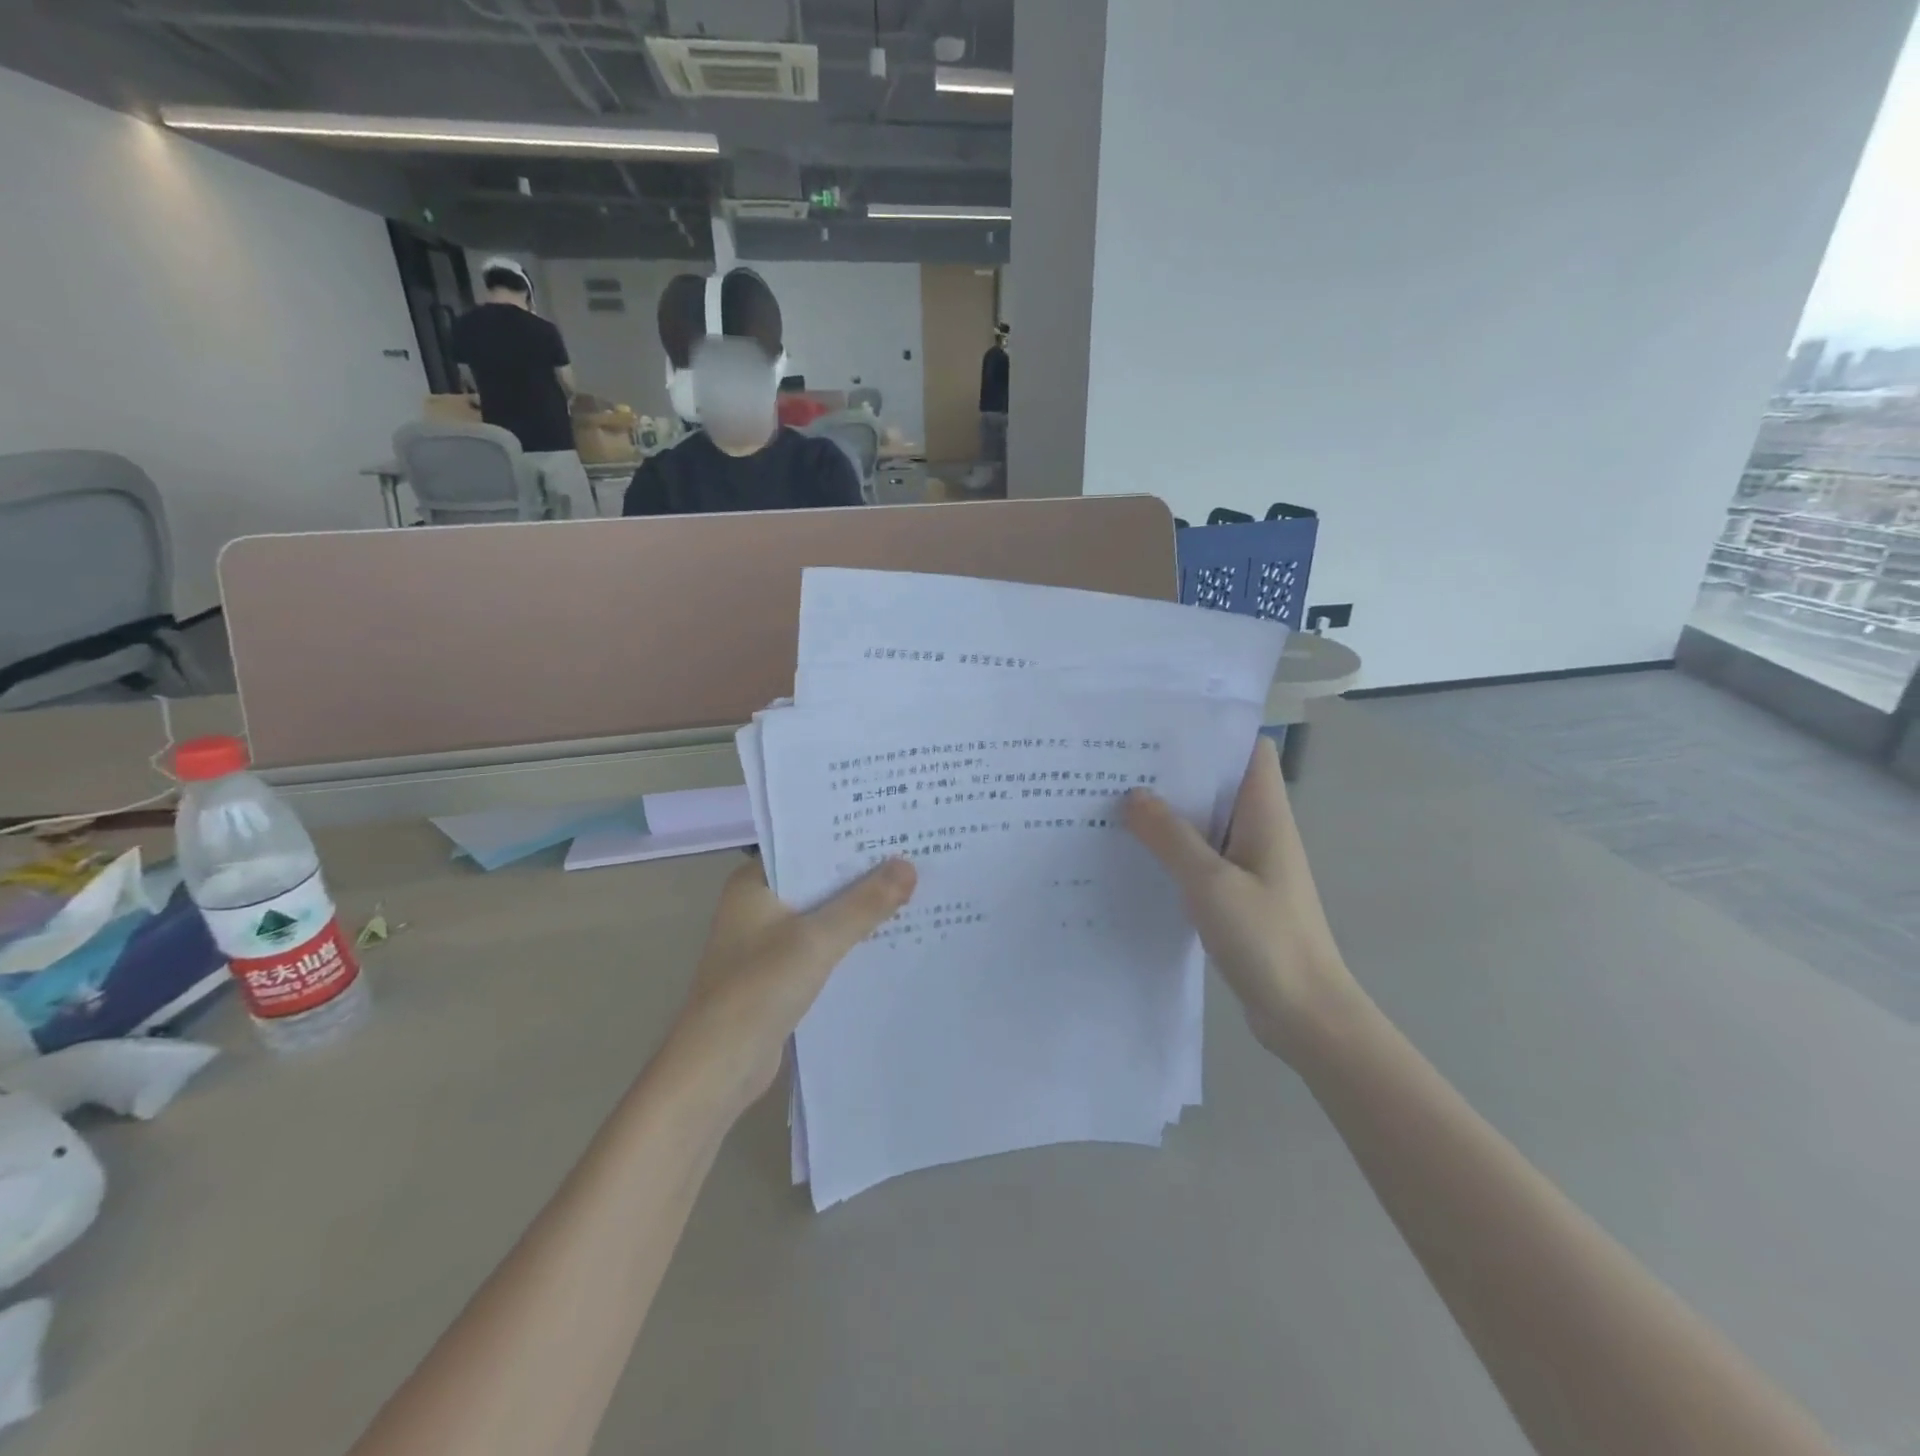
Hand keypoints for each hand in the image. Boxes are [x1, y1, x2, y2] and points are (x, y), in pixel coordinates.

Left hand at [667, 855, 916, 1113]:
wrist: (718, 1068)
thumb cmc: (759, 988)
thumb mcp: (818, 939)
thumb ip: (864, 903)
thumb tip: (909, 866)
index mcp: (754, 883)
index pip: (806, 845)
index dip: (848, 836)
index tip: (892, 825)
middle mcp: (757, 905)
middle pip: (818, 879)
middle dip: (861, 873)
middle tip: (914, 854)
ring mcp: (766, 942)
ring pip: (822, 914)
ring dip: (857, 908)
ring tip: (912, 889)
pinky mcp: (778, 974)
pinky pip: (821, 945)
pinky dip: (848, 940)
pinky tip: (887, 937)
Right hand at [1124, 737, 1361, 1061]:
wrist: (1305, 1014)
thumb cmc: (1266, 939)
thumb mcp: (1210, 882)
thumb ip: (1170, 836)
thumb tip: (1132, 795)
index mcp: (1265, 815)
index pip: (1248, 750)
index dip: (1213, 733)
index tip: (1162, 728)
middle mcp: (1259, 831)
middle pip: (1219, 783)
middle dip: (1175, 771)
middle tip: (1119, 763)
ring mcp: (1249, 864)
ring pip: (1205, 822)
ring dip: (1169, 813)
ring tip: (1115, 801)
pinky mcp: (1236, 894)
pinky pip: (1200, 858)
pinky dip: (1172, 851)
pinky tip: (1135, 855)